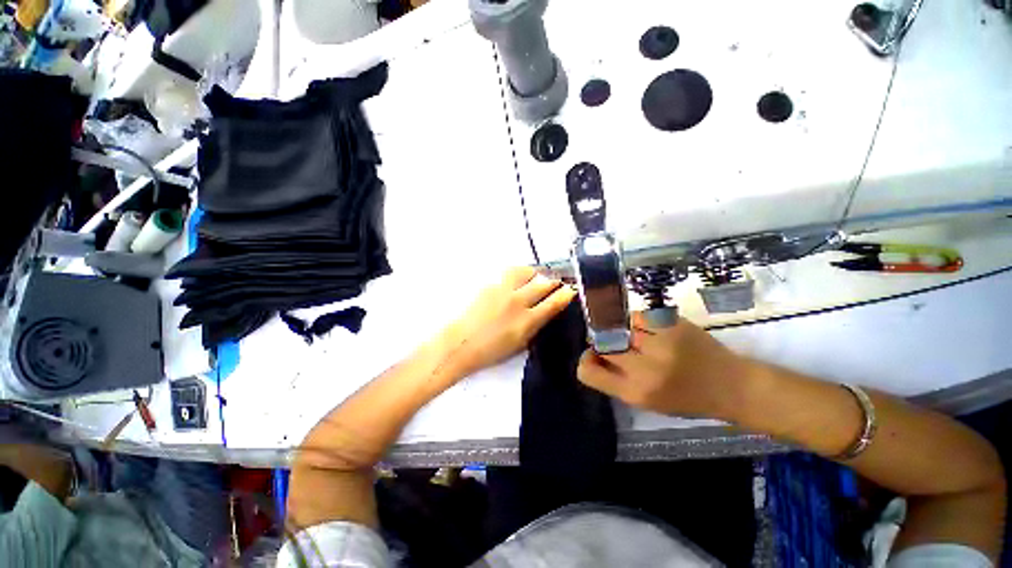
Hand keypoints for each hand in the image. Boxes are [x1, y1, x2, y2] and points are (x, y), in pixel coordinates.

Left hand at [439, 267, 575, 377]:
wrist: (461, 343)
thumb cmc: (492, 350)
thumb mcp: (520, 343)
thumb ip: (536, 325)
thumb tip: (546, 311)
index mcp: (527, 321)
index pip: (553, 303)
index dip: (565, 294)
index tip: (571, 289)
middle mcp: (518, 302)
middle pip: (543, 283)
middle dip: (554, 281)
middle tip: (556, 281)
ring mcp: (503, 291)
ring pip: (526, 272)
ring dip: (535, 273)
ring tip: (536, 276)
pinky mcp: (490, 285)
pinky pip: (509, 274)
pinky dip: (518, 275)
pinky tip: (516, 280)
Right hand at [577, 313, 753, 418]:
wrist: (733, 386)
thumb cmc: (688, 399)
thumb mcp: (647, 402)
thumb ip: (617, 380)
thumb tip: (593, 357)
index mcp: (635, 393)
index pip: (588, 372)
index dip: (586, 361)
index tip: (593, 357)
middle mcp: (643, 368)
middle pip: (601, 344)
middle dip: (603, 343)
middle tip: (617, 344)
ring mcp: (659, 343)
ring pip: (618, 327)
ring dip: (622, 331)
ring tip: (638, 337)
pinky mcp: (672, 325)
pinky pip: (638, 316)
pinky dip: (638, 322)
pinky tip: (650, 329)